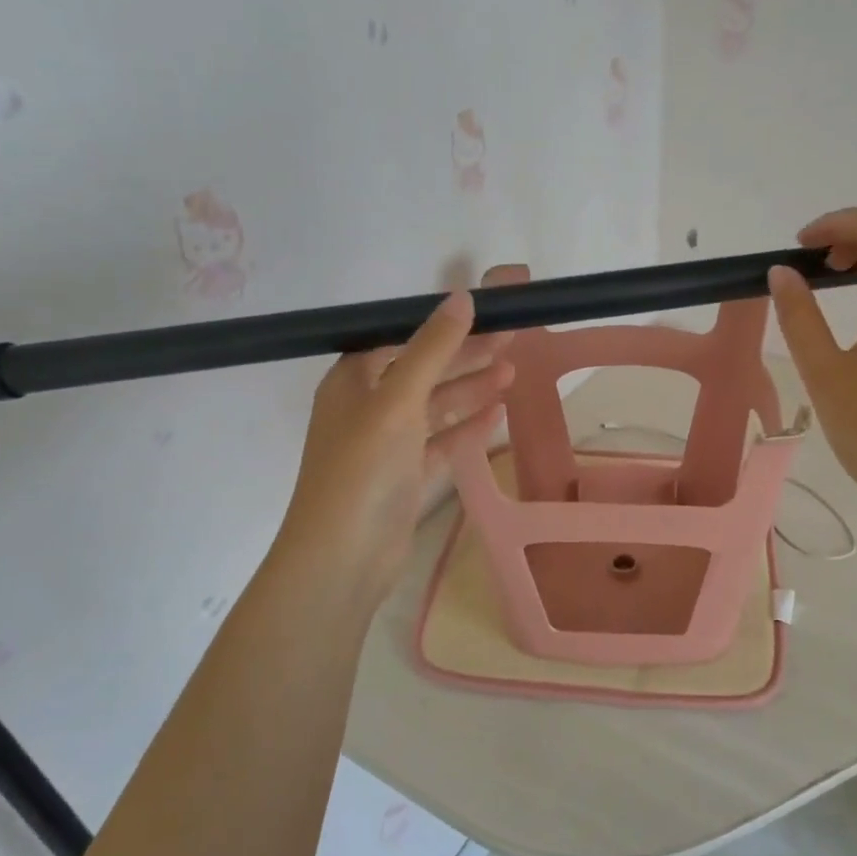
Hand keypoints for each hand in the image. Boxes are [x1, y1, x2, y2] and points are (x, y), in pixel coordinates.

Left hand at [273, 283, 514, 618]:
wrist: (343, 558)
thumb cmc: (363, 468)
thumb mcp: (398, 400)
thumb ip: (432, 349)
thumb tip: (461, 297)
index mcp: (353, 380)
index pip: (403, 339)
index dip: (444, 325)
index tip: (487, 313)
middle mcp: (367, 406)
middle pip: (423, 370)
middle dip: (466, 356)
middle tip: (513, 339)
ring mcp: (386, 444)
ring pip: (435, 407)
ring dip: (471, 389)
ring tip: (513, 372)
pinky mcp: (404, 476)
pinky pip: (440, 442)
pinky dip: (466, 428)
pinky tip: (498, 416)